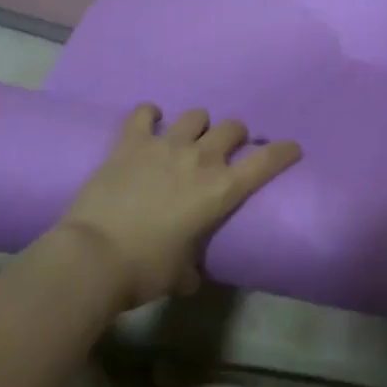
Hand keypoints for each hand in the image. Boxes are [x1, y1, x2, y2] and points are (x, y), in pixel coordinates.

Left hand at [58, 105, 301, 306]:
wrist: (93, 256)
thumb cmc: (145, 270)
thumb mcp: (180, 273)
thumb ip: (191, 267)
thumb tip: (190, 274)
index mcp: (222, 190)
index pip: (267, 161)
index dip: (284, 152)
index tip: (292, 148)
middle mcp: (201, 158)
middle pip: (232, 128)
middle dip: (235, 136)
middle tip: (226, 150)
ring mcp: (165, 144)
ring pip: (196, 115)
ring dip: (198, 125)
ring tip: (188, 138)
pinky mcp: (131, 140)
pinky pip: (146, 112)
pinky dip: (150, 115)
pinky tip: (149, 123)